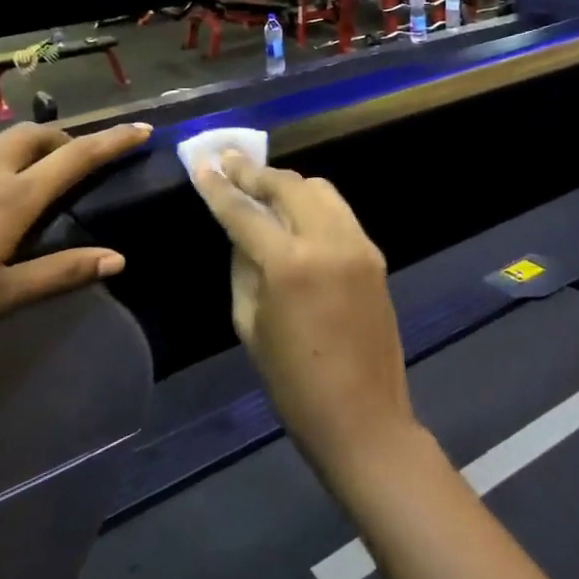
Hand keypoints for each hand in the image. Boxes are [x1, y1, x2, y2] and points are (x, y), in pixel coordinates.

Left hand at [0, 122, 150, 357]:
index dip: (114, 141)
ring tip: (19, 170)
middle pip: (35, 135)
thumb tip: (118, 258)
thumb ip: (60, 273)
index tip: (142, 128)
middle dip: (64, 139)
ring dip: (19, 146)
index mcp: (12, 197)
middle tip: (73, 157)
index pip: (77, 158)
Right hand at [193, 153, 418, 486]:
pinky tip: (296, 214)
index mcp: (289, 264)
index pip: (245, 212)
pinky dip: (313, 204)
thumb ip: (244, 267)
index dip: (220, 187)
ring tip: (262, 186)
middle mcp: (328, 241)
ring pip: (320, 190)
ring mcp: (358, 244)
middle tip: (230, 162)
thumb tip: (242, 231)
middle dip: (255, 172)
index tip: (203, 164)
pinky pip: (339, 212)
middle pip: (288, 185)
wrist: (363, 415)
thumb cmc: (292, 382)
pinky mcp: (375, 254)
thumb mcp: (250, 324)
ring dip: (288, 184)